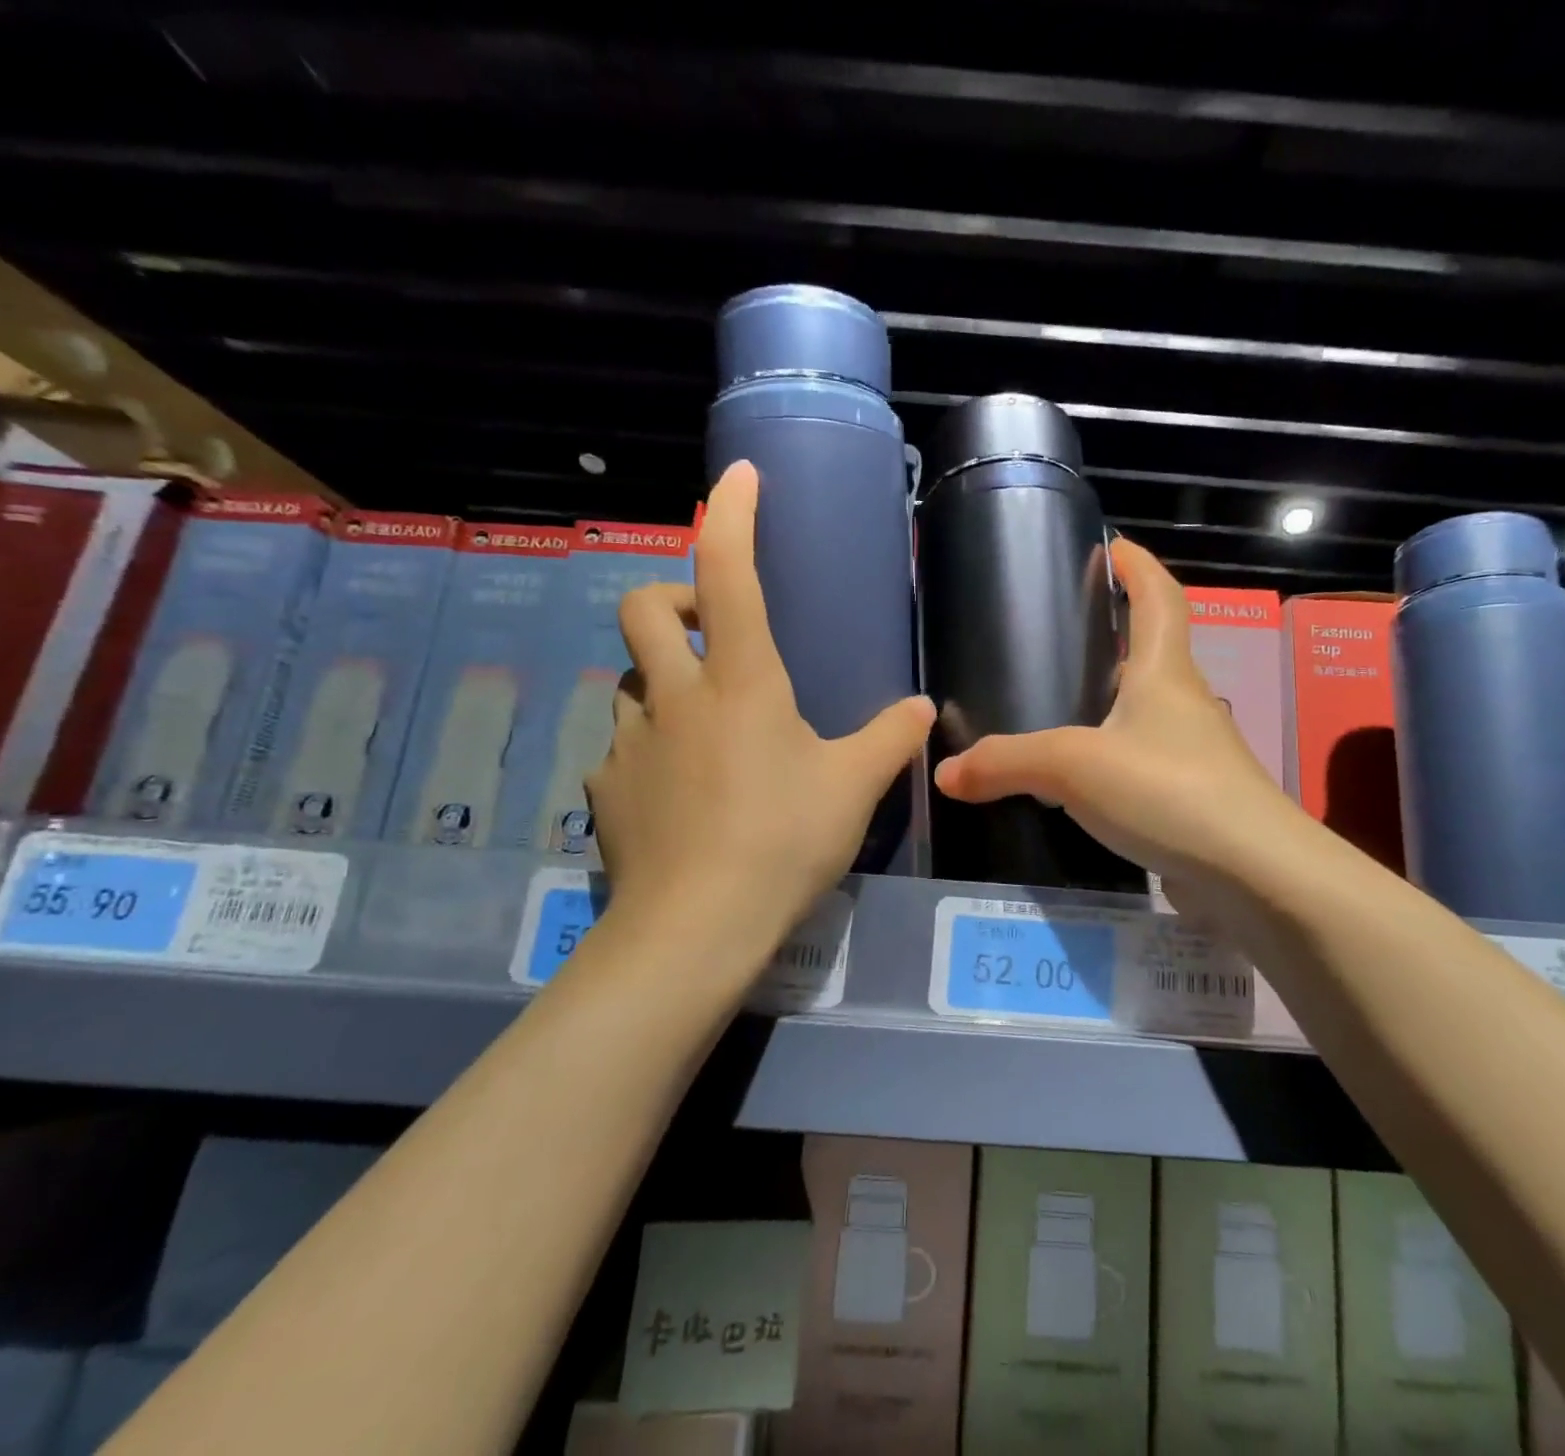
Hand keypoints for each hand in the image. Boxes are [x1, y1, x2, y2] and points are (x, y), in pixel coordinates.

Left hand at [586, 461, 933, 971]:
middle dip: (671, 599)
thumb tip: (925, 709)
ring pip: (630, 681)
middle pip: (643, 608)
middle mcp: (676, 696)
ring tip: (700, 725)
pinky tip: (677, 792)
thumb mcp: (854, 787)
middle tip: (708, 631)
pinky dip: (649, 749)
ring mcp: (631, 742)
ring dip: (662, 682)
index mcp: (741, 681)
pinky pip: (623, 748)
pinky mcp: (607, 790)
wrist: (698, 926)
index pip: (728, 571)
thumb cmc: (784, 839)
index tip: (739, 477)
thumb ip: (891, 739)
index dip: (732, 514)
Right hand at [933, 539, 1308, 906]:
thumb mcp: (1074, 766)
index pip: (1159, 597)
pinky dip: (1113, 759)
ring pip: (1148, 713)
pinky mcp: (1192, 799)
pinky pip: (1144, 764)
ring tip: (1060, 706)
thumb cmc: (1168, 790)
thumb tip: (944, 772)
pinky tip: (1079, 782)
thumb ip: (1006, 763)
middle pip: (1154, 652)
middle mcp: (1185, 703)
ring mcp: (1195, 754)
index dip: (1138, 566)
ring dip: (1113, 702)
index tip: (1113, 546)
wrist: (1252, 875)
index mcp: (1165, 671)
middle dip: (1118, 636)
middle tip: (1063, 636)